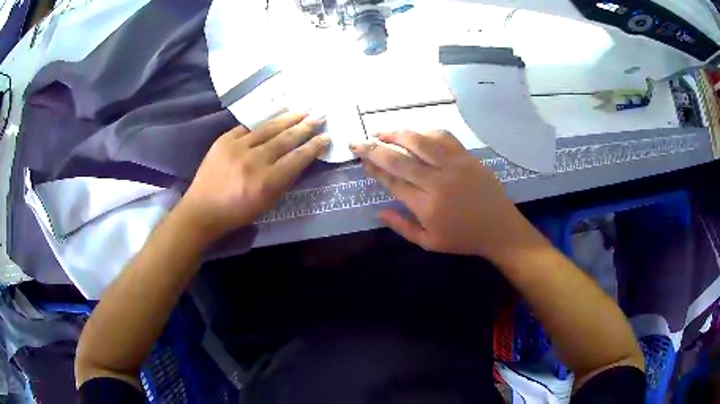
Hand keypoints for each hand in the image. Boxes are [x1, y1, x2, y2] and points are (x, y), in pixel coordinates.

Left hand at [176, 112, 328, 242]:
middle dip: (306, 126)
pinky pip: (248, 126)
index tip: (326, 136)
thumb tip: (300, 159)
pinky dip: (265, 118)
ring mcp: (237, 148)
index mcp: (267, 182)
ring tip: (303, 110)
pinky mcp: (224, 140)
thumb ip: (284, 181)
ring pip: (269, 128)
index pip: (297, 159)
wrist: (202, 209)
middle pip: (285, 139)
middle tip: (320, 115)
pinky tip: (278, 109)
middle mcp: (254, 161)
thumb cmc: (237, 213)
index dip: (314, 146)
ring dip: (289, 118)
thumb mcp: (267, 203)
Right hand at [350, 130, 541, 261]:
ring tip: (382, 132)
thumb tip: (378, 212)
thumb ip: (402, 227)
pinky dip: (426, 132)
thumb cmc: (463, 238)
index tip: (360, 158)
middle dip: (374, 148)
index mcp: (426, 205)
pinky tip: (415, 133)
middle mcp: (437, 181)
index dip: (373, 168)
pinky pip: (444, 137)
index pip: (392, 180)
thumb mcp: (429, 242)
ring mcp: (454, 165)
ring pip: (420, 141)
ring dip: (397, 133)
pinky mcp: (467, 157)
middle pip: (400, 159)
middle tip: (358, 140)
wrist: (499, 228)